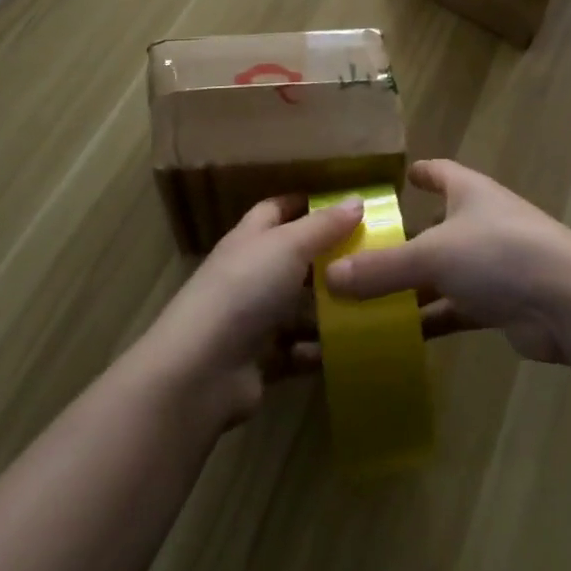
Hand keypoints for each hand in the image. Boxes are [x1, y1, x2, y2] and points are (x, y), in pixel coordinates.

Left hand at [137, 195, 362, 428]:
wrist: (200, 371)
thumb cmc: (245, 290)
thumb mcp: (289, 246)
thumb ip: (324, 225)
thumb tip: (357, 198)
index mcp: (250, 239)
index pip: (276, 210)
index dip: (306, 205)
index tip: (345, 206)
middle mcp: (249, 275)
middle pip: (292, 260)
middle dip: (327, 260)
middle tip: (370, 258)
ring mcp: (252, 319)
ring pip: (297, 308)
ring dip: (327, 310)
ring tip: (367, 306)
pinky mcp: (259, 361)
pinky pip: (296, 351)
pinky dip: (315, 351)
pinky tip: (341, 350)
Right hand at [324, 160, 570, 363]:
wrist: (570, 304)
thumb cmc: (500, 255)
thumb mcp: (433, 255)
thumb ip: (381, 267)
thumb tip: (327, 277)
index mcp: (470, 193)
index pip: (439, 172)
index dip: (419, 173)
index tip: (396, 178)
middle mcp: (481, 222)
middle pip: (435, 225)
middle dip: (402, 238)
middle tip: (359, 251)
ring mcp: (493, 264)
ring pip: (442, 270)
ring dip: (412, 284)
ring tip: (367, 296)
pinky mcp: (500, 304)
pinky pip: (455, 307)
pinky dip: (430, 317)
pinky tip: (399, 333)